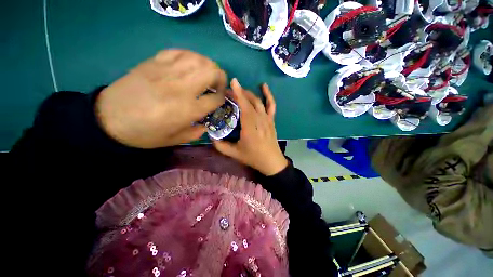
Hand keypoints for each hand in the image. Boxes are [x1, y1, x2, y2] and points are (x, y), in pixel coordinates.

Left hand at [96, 49, 226, 148]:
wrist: (108, 119)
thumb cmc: (144, 133)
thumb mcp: (174, 140)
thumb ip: (195, 133)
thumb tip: (206, 125)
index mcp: (188, 109)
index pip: (216, 98)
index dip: (222, 98)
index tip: (220, 100)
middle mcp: (181, 88)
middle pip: (212, 72)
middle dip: (221, 78)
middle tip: (218, 85)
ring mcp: (167, 71)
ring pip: (199, 59)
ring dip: (208, 66)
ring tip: (207, 74)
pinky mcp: (154, 62)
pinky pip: (180, 52)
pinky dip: (191, 57)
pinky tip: (191, 65)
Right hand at [213, 79, 287, 175]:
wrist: (271, 161)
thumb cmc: (253, 157)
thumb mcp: (235, 154)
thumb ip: (221, 146)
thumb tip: (210, 136)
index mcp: (250, 128)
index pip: (244, 107)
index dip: (238, 94)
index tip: (232, 82)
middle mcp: (260, 120)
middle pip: (250, 102)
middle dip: (240, 93)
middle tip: (230, 90)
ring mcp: (267, 119)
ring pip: (259, 102)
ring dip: (249, 93)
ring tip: (240, 90)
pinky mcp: (271, 120)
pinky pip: (271, 105)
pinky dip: (268, 95)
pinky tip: (264, 86)